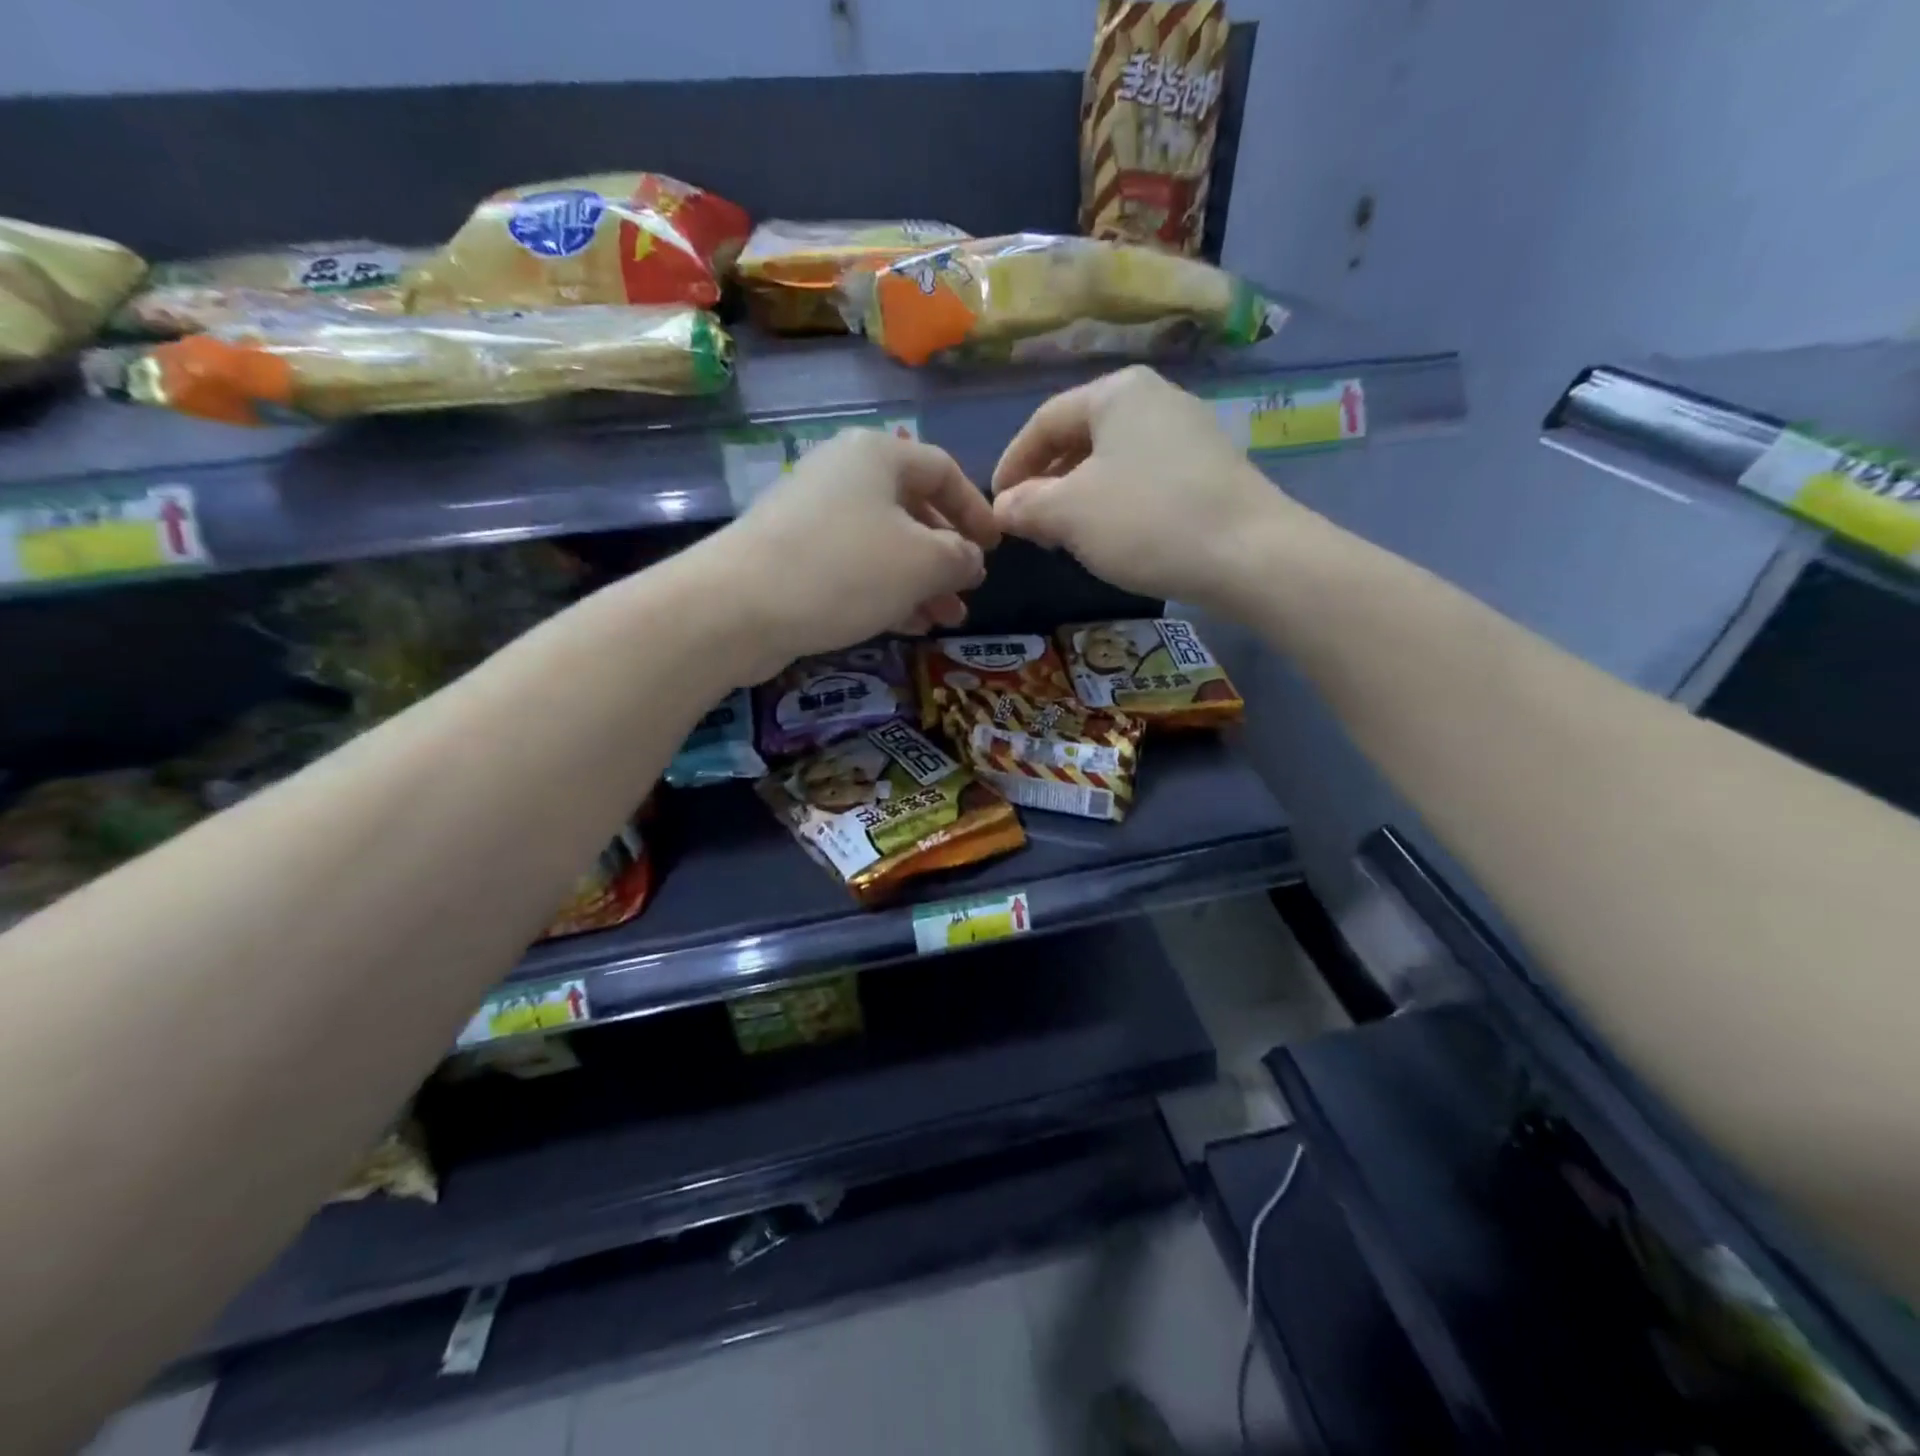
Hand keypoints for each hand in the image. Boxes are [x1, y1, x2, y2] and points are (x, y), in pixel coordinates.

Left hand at [712, 428, 998, 674]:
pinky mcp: (793, 555)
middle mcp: (843, 475)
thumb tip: (970, 559)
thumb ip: (960, 557)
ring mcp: (813, 515)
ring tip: (944, 620)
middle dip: (946, 557)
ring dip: (920, 583)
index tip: (995, 548)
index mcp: (878, 455)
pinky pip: (854, 567)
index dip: (976, 510)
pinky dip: (885, 591)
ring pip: (884, 545)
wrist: (737, 607)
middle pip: (912, 510)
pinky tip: (907, 625)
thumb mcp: (922, 563)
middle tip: (967, 594)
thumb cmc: (844, 571)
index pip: (943, 470)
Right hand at [992, 366, 1289, 606]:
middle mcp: (1155, 399)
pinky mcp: (1210, 469)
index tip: (996, 505)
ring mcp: (1188, 432)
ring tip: (1064, 535)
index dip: (1012, 463)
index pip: (1044, 421)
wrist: (1251, 555)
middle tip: (1028, 524)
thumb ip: (1026, 506)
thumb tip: (1003, 508)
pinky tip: (1112, 536)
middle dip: (1046, 481)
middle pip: (1080, 437)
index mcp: (1117, 393)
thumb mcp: (1069, 514)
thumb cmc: (1146, 522)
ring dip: (1078, 496)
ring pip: (1112, 460)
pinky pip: (1144, 477)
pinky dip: (1115, 503)